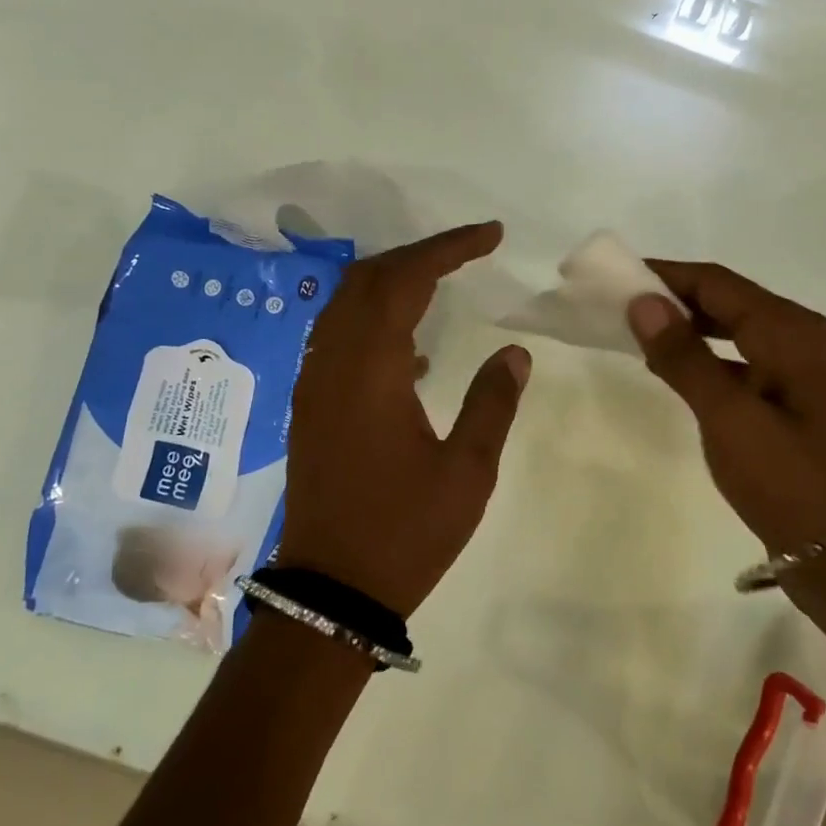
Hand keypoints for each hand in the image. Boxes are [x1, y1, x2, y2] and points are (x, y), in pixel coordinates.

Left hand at [282, 223, 529, 615]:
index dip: (448, 248)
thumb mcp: (467, 471)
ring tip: (442, 283)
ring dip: (392, 282)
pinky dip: (375, 319)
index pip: (406, 280)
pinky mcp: (311, 406)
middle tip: (469, 252)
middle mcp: (332, 364)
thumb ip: (493, 401)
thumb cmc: (405, 531)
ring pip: (346, 305)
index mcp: (370, 371)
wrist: (331, 591)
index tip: (491, 234)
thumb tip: (515, 352)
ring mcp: (314, 384)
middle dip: (419, 255)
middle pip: (367, 279)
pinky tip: (414, 350)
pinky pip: (339, 337)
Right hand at [627, 262, 825, 556]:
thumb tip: (642, 301)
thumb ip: (684, 356)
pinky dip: (704, 358)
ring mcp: (796, 370)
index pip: (714, 282)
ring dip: (686, 326)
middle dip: (671, 297)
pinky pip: (738, 360)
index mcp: (788, 330)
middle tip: (615, 302)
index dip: (662, 274)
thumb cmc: (787, 479)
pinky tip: (672, 369)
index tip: (611, 276)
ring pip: (731, 330)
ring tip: (634, 330)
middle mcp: (797, 337)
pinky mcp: (790, 400)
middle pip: (725, 299)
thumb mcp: (728, 415)